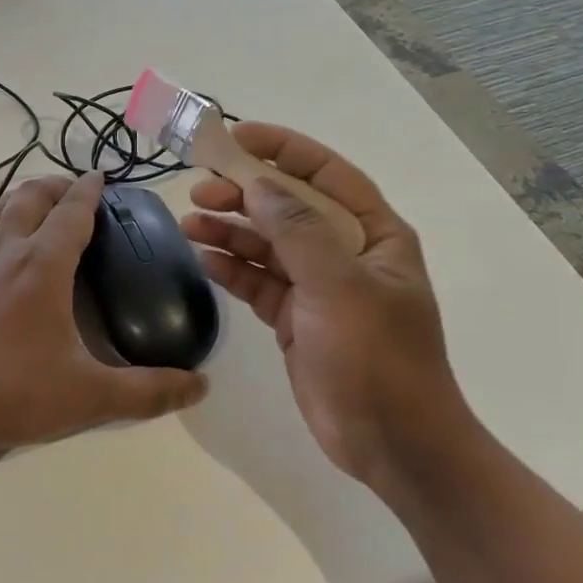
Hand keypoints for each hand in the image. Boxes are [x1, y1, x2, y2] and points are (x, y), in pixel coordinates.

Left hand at [0, 172, 207, 465]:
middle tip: (75, 192)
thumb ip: (147, 392)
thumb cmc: (10, 393)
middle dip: (56, 185)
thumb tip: (200, 385)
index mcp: (42, 265)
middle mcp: (5, 251)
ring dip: (23, 199)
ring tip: (39, 210)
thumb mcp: (89, 398)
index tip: (101, 177)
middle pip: (31, 196)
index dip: (89, 190)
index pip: (72, 211)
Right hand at [181, 123, 470, 486]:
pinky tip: (203, 260)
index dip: (283, 149)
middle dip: (244, 195)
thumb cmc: (378, 358)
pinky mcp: (295, 318)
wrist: (393, 446)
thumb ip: (298, 231)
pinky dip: (231, 268)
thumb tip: (257, 185)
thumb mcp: (340, 286)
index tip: (237, 136)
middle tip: (200, 190)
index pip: (326, 173)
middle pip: (288, 207)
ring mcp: (318, 287)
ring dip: (230, 231)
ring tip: (189, 223)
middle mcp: (345, 253)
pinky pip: (257, 281)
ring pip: (267, 244)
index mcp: (374, 234)